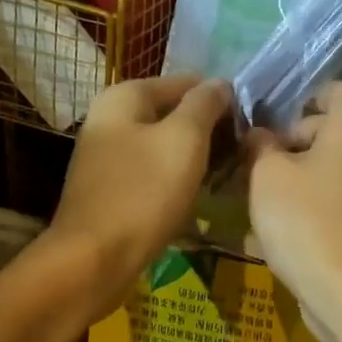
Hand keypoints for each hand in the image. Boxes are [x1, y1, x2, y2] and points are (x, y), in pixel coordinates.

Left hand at [48, 74, 232, 309]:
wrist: (95, 259)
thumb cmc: (144, 193)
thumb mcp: (184, 139)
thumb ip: (205, 104)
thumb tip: (221, 83)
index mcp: (123, 96)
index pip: (186, 82)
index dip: (220, 101)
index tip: (246, 129)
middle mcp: (109, 119)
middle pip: (173, 113)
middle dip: (207, 131)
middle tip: (238, 156)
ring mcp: (106, 156)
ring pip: (163, 146)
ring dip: (193, 158)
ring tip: (222, 177)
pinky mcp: (110, 189)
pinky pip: (152, 173)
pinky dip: (175, 180)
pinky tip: (194, 197)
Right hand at [246, 82, 341, 341]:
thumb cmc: (303, 218)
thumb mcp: (266, 174)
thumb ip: (260, 145)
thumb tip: (259, 135)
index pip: (341, 90)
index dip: (309, 96)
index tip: (278, 119)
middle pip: (335, 130)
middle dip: (295, 141)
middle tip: (259, 161)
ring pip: (333, 168)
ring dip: (299, 174)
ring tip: (262, 194)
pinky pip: (336, 199)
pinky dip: (312, 202)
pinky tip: (281, 225)